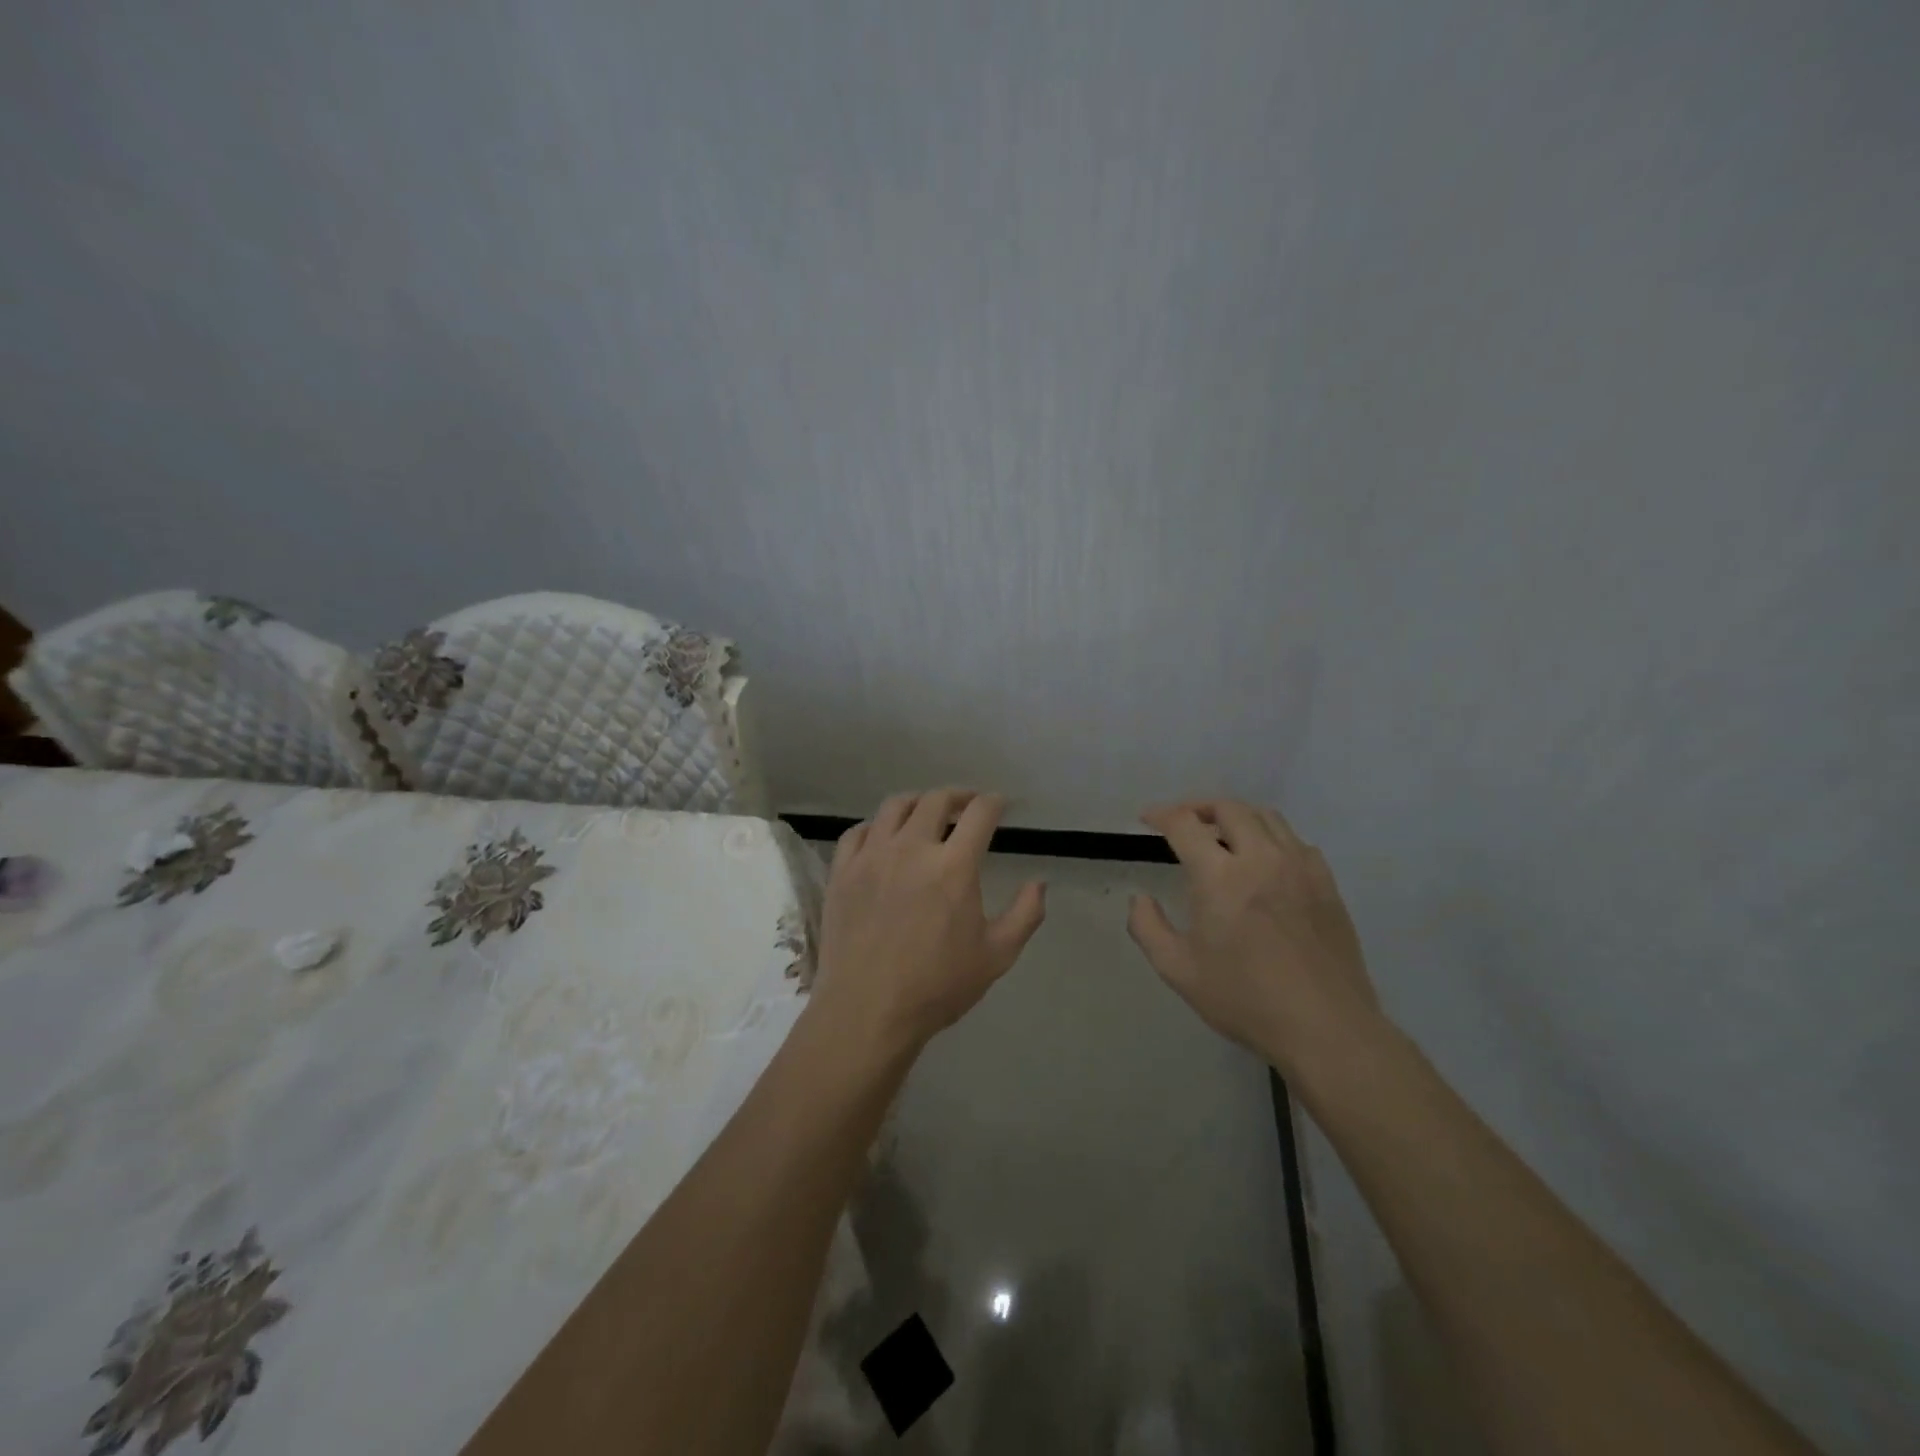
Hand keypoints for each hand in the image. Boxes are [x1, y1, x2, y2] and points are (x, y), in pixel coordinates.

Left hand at [810, 789, 1046, 1055]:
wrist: (867, 1012)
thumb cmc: (937, 987)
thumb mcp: (997, 956)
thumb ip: (1025, 914)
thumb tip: (1040, 882)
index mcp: (953, 866)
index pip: (979, 813)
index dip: (994, 802)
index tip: (999, 805)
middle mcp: (912, 848)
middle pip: (936, 800)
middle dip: (958, 796)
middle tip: (967, 806)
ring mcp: (871, 857)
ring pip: (894, 806)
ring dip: (917, 803)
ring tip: (926, 814)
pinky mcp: (842, 872)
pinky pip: (858, 832)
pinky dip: (876, 827)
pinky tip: (883, 839)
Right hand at [1128, 800, 1381, 1077]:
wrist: (1325, 1027)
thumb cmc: (1245, 999)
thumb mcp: (1178, 970)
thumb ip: (1148, 928)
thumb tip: (1139, 899)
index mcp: (1220, 877)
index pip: (1185, 824)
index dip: (1161, 814)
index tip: (1147, 818)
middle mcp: (1261, 858)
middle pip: (1229, 808)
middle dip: (1199, 807)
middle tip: (1183, 822)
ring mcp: (1299, 868)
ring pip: (1266, 817)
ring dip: (1237, 817)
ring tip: (1222, 834)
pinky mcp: (1326, 883)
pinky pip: (1295, 841)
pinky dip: (1271, 837)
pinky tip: (1264, 861)